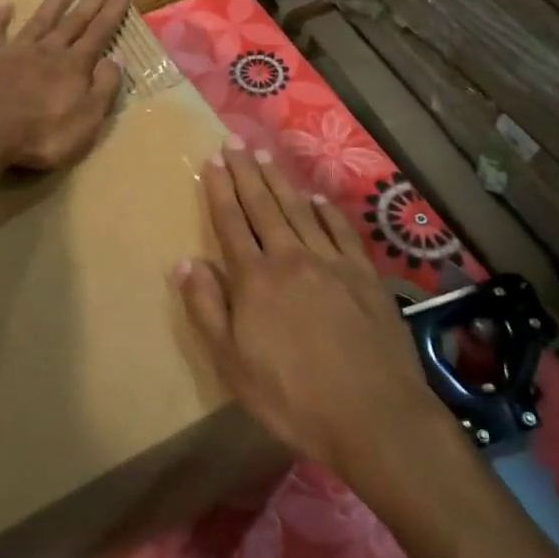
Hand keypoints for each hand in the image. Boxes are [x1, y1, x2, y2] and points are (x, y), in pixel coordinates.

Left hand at [0, 0, 131, 171]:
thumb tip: (116, 59)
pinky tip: (3, 4)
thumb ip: (103, 88)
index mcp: (74, 66)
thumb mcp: (87, 121)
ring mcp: (14, 51)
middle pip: (74, 20)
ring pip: (39, 20)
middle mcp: (47, 51)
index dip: (113, 10)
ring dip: (54, 3)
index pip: (100, 32)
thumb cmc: (41, 135)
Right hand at [177, 139, 435, 472]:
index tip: (212, 161)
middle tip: (234, 142)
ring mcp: (332, 263)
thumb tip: (184, 262)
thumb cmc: (292, 397)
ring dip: (280, 181)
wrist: (374, 415)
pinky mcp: (364, 275)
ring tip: (264, 157)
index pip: (231, 224)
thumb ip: (207, 309)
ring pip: (300, 211)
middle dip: (246, 173)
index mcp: (255, 280)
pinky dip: (326, 211)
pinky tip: (317, 198)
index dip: (220, 191)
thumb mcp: (232, 364)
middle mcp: (291, 258)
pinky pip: (341, 231)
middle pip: (263, 207)